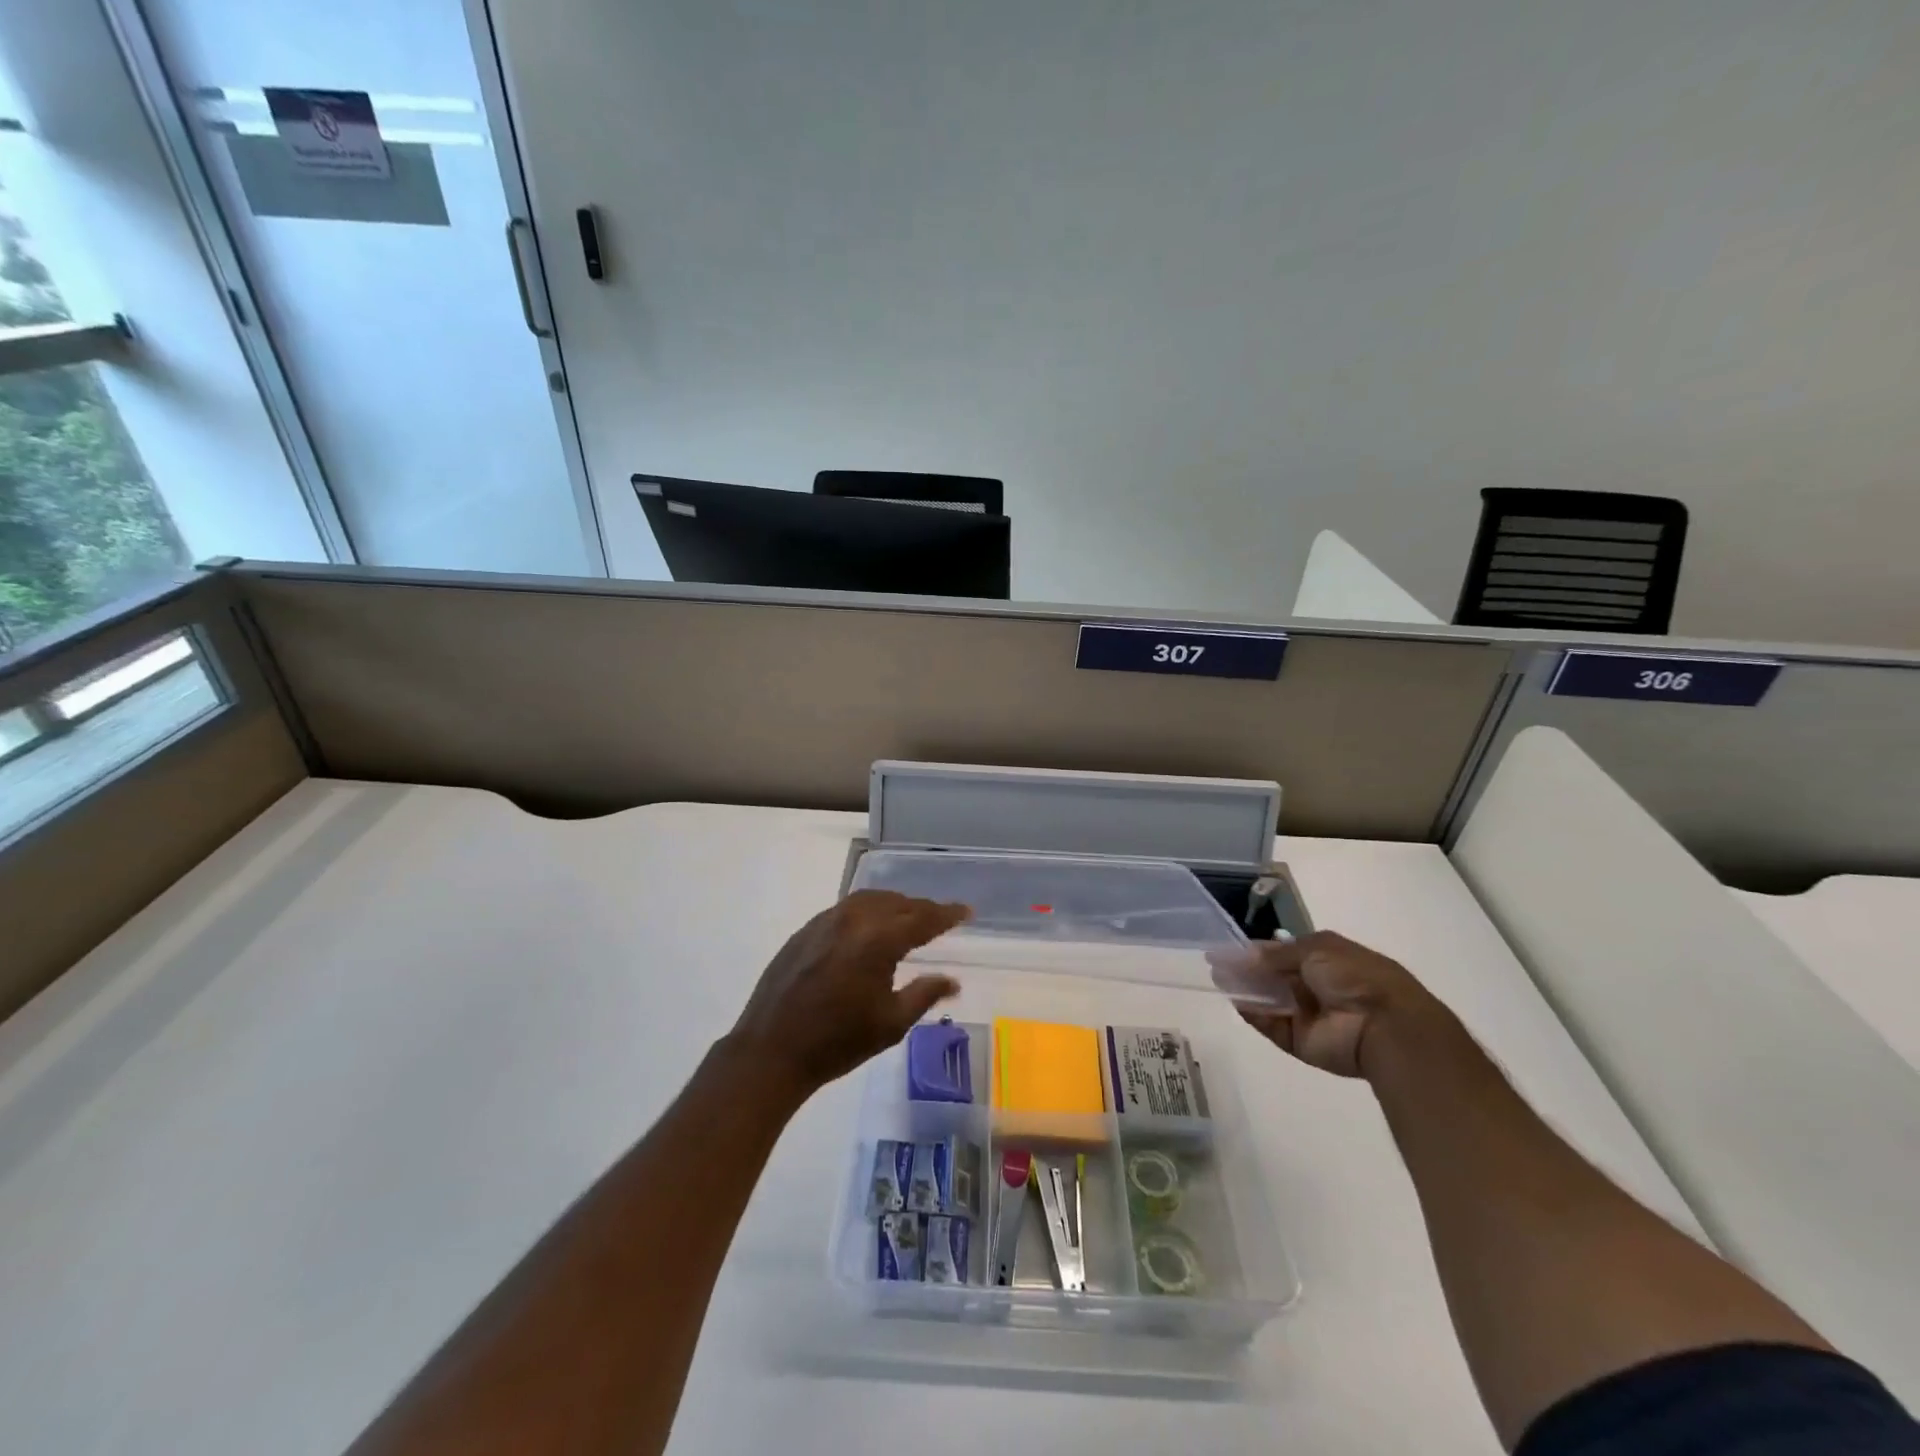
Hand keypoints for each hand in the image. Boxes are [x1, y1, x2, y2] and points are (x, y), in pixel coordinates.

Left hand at [728, 890, 968, 1101]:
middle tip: (940, 919)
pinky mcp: (805, 930)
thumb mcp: (891, 1024)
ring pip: (869, 900)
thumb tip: (953, 980)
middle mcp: (853, 920)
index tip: (966, 910)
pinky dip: (867, 910)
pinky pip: (845, 908)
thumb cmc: (838, 1042)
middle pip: (897, 903)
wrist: (771, 1050)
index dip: (947, 914)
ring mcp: (825, 921)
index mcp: (878, 940)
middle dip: (922, 908)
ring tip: (908, 918)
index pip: (922, 918)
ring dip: (894, 904)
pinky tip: (869, 927)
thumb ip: (924, 994)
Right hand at [1210, 930, 1447, 1078]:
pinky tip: (1237, 1002)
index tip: (1227, 949)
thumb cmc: (1354, 976)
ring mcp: (1307, 1016)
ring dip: (1245, 991)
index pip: (1282, 953)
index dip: (1255, 951)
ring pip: (1268, 1001)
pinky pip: (1272, 1026)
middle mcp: (1314, 987)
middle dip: (1245, 971)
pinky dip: (1254, 1015)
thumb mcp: (1316, 948)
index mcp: (1325, 960)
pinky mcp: (1300, 1042)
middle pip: (1272, 978)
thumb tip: (1245, 955)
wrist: (1383, 1024)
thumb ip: (1277, 953)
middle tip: (1216, 966)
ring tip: (1220, 981)